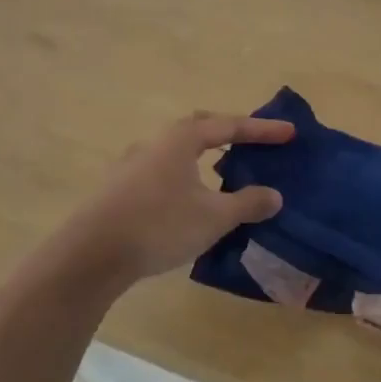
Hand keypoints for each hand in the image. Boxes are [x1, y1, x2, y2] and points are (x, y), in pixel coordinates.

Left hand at [58, 111, 294, 285]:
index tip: (290, 133)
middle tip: (254, 142)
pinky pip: (163, 171)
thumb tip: (274, 195)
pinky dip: (186, 176)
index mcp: (181, 139)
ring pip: (178, 151)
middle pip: (199, 129)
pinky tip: (190, 198)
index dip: (262, 130)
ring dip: (204, 157)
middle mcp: (154, 143)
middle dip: (229, 133)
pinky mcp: (118, 188)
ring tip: (224, 171)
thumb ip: (247, 203)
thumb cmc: (159, 225)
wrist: (90, 255)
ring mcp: (131, 165)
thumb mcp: (214, 217)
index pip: (229, 126)